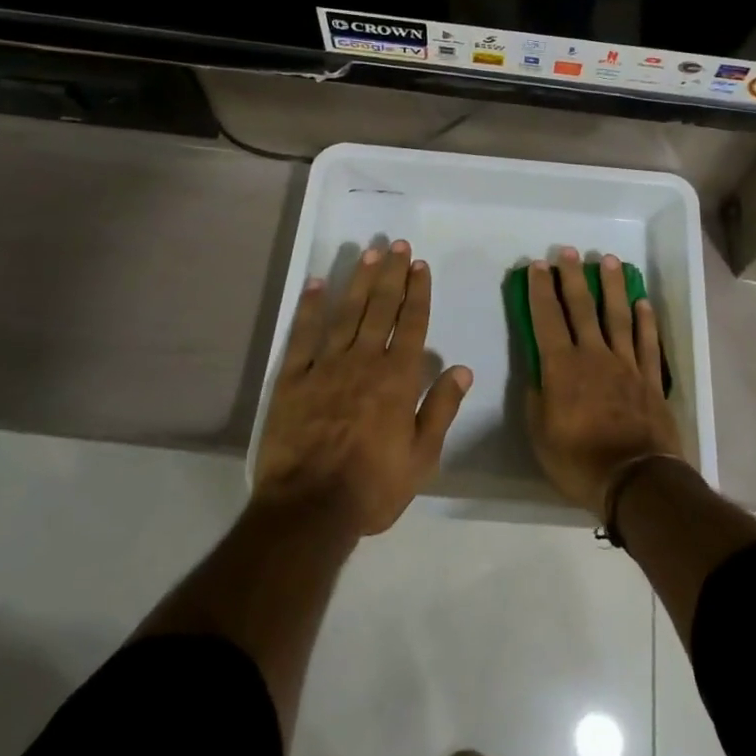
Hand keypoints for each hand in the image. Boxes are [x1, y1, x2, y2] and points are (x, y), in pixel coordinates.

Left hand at [254, 240, 472, 536]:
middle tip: (397, 245)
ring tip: (370, 253)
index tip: (420, 265)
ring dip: (360, 281)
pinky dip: (310, 308)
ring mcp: (326, 366)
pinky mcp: (293, 379)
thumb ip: (442, 409)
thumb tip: (462, 369)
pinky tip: (317, 284)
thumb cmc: (372, 487)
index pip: (412, 324)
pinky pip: (303, 335)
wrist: (309, 510)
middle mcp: (365, 361)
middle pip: (381, 308)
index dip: (418, 292)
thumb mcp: (422, 458)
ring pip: (347, 313)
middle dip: (392, 274)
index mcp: (397, 378)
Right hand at [526, 247, 682, 518]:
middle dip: (573, 277)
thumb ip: (537, 399)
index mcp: (562, 367)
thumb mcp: (541, 436)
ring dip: (612, 286)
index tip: (538, 266)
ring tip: (609, 260)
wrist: (636, 480)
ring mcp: (626, 364)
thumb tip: (538, 374)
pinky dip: (646, 320)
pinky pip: (647, 342)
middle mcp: (594, 355)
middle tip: (568, 251)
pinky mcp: (650, 378)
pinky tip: (642, 302)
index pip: (547, 319)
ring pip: (618, 315)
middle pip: (582, 308)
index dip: (541, 290)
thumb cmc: (579, 461)